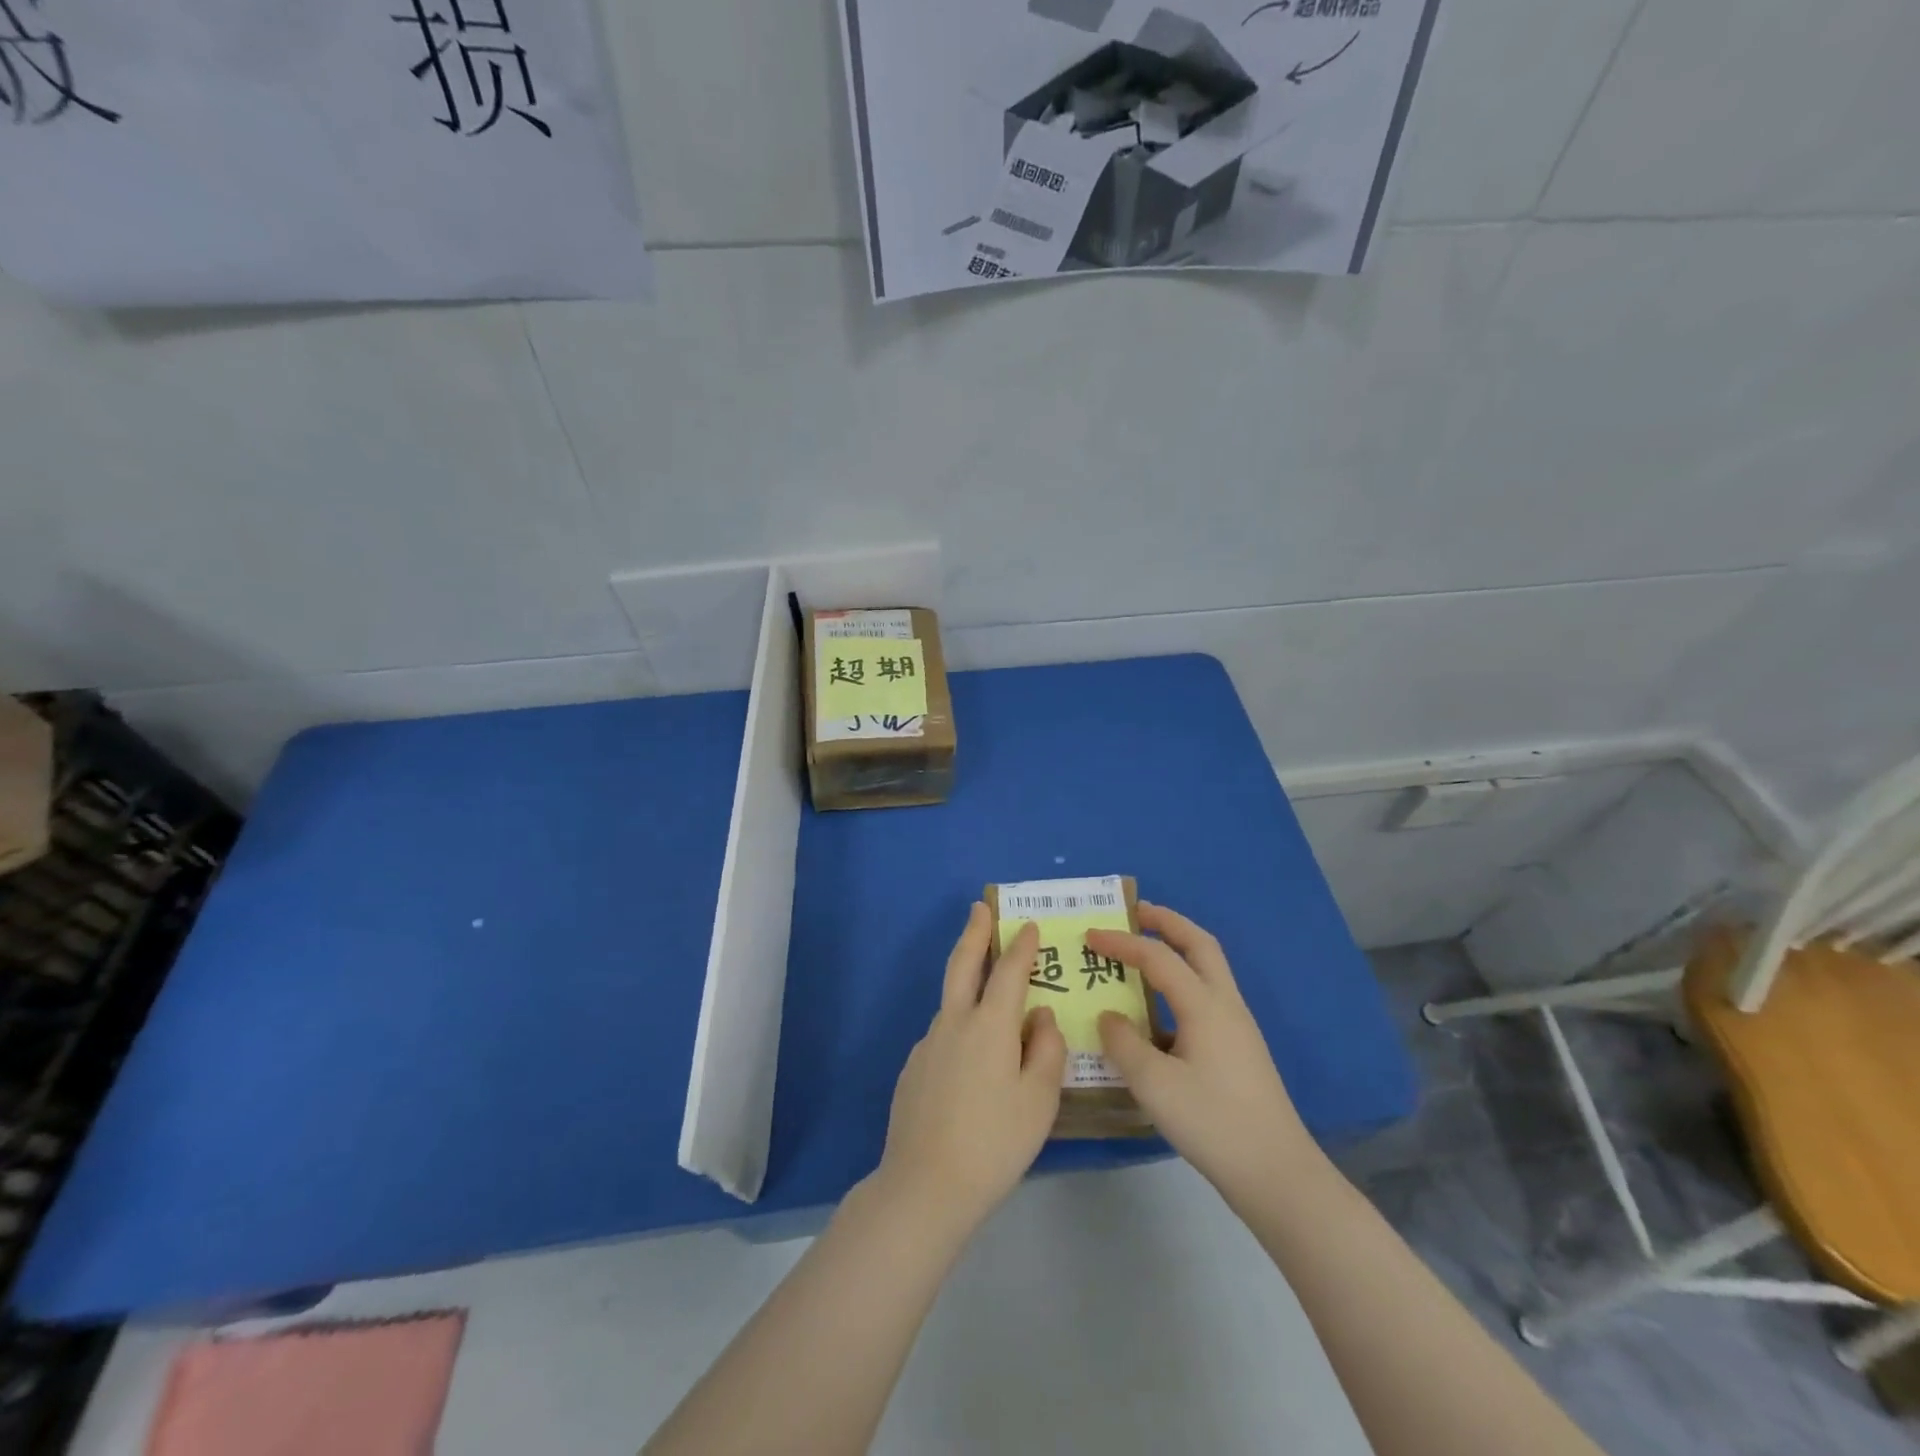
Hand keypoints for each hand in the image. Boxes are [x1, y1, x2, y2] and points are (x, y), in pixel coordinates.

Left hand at [871, 903, 1065, 1242]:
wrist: (925, 1185)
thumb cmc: (994, 1142)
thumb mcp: (1038, 1100)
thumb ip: (1045, 1049)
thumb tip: (1040, 1015)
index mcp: (990, 1025)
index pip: (1010, 971)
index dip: (1022, 946)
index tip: (1029, 925)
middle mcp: (955, 1022)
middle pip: (963, 964)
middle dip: (974, 933)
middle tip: (979, 908)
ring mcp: (928, 1044)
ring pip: (952, 1002)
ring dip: (967, 982)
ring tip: (988, 992)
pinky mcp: (913, 1068)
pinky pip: (943, 1036)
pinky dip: (959, 1028)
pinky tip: (969, 1060)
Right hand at [1087, 903, 1318, 1205]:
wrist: (1276, 1173)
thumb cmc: (1213, 1123)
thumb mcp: (1154, 1085)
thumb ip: (1123, 1044)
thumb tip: (1109, 1017)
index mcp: (1205, 1005)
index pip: (1157, 957)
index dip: (1121, 941)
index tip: (1089, 935)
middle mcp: (1225, 1004)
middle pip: (1199, 944)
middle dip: (1167, 922)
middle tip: (1135, 912)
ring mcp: (1237, 1026)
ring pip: (1208, 968)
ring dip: (1178, 949)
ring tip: (1143, 952)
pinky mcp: (1239, 1049)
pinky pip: (1207, 997)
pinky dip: (1181, 984)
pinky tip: (1159, 1013)